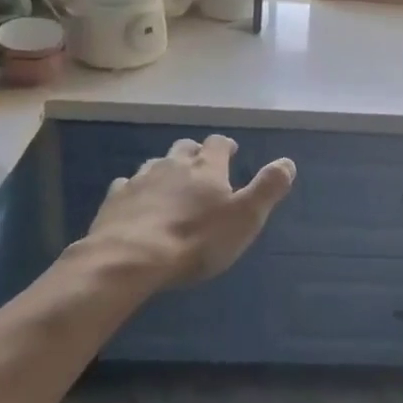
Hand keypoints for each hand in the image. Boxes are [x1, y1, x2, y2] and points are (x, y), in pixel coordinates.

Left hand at [85, 135, 295, 286]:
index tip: (231, 152)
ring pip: (155, 164)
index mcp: (206, 167)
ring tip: (171, 185)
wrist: (131, 258)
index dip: (225, 146)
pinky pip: (126, 186)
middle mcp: (173, 165)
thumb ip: (268, 188)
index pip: (218, 144)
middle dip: (194, 153)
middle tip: (201, 167)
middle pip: (184, 148)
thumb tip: (288, 162)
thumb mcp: (245, 217)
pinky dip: (135, 190)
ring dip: (165, 170)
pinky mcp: (114, 201)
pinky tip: (136, 203)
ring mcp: (140, 180)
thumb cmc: (197, 239)